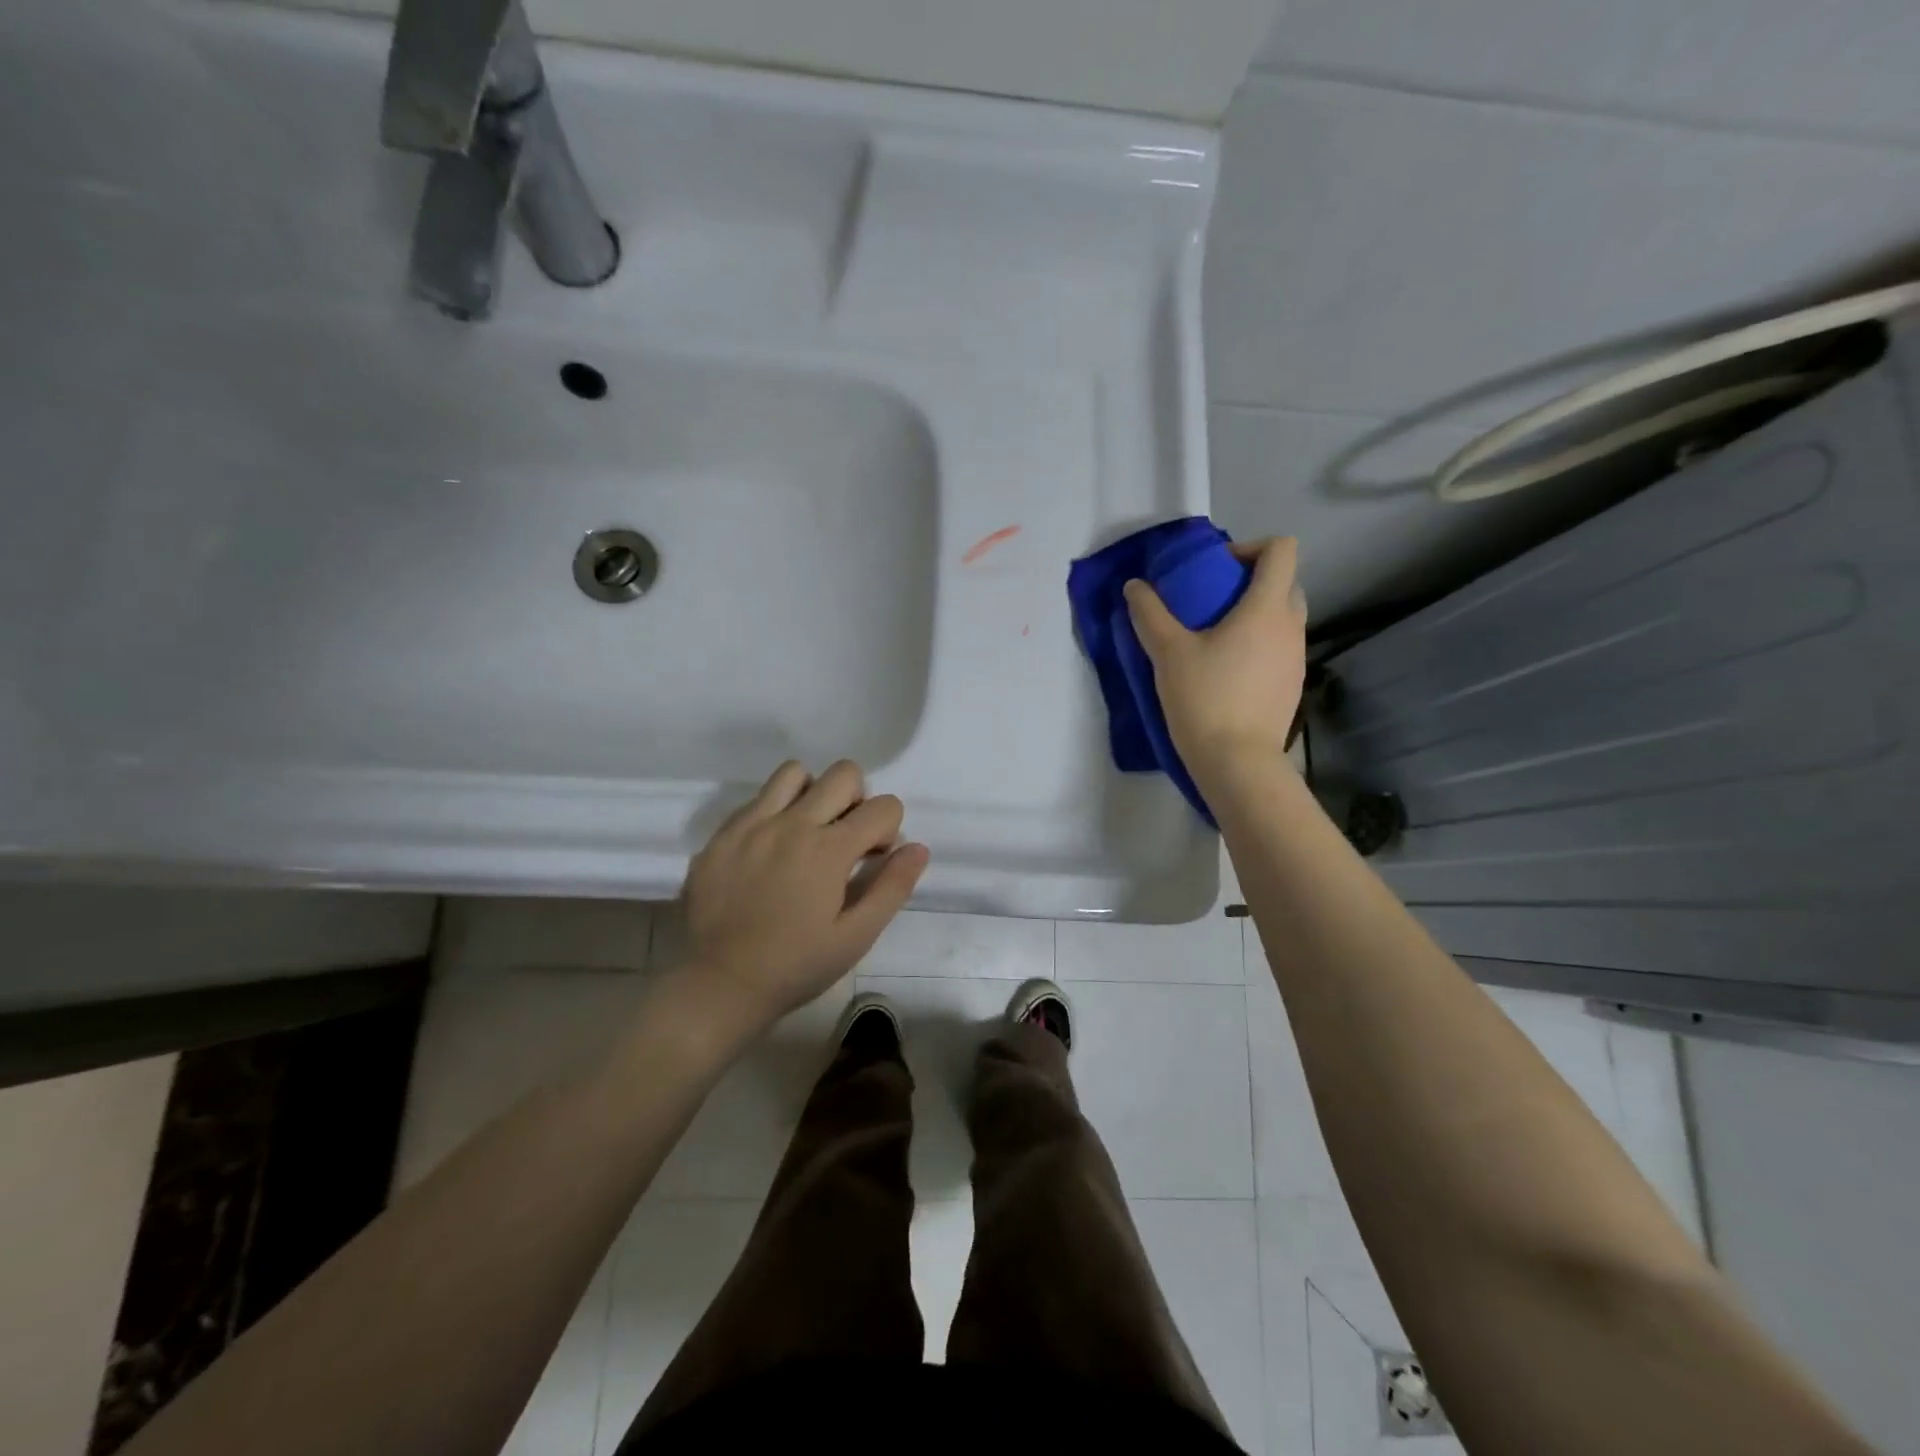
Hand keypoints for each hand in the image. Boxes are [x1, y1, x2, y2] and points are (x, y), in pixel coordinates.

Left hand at [679, 760, 928, 1034]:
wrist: (719, 985)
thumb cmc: (796, 966)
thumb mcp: (856, 937)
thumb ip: (892, 888)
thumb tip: (918, 848)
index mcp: (829, 849)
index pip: (884, 806)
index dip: (888, 830)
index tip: (872, 860)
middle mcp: (792, 823)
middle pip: (844, 774)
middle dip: (857, 800)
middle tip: (844, 840)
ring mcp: (752, 824)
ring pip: (795, 772)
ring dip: (813, 794)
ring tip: (807, 832)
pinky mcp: (722, 834)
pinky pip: (757, 798)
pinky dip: (775, 811)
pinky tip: (771, 850)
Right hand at [1123, 536, 1308, 775]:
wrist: (1237, 762)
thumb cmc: (1204, 699)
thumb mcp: (1168, 653)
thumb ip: (1149, 614)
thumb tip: (1135, 586)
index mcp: (1267, 608)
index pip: (1281, 550)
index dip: (1250, 547)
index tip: (1216, 569)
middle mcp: (1291, 626)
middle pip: (1284, 582)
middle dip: (1250, 581)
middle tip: (1212, 602)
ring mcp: (1297, 657)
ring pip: (1282, 617)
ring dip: (1254, 615)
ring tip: (1215, 639)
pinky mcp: (1292, 685)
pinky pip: (1279, 647)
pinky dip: (1258, 644)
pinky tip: (1227, 671)